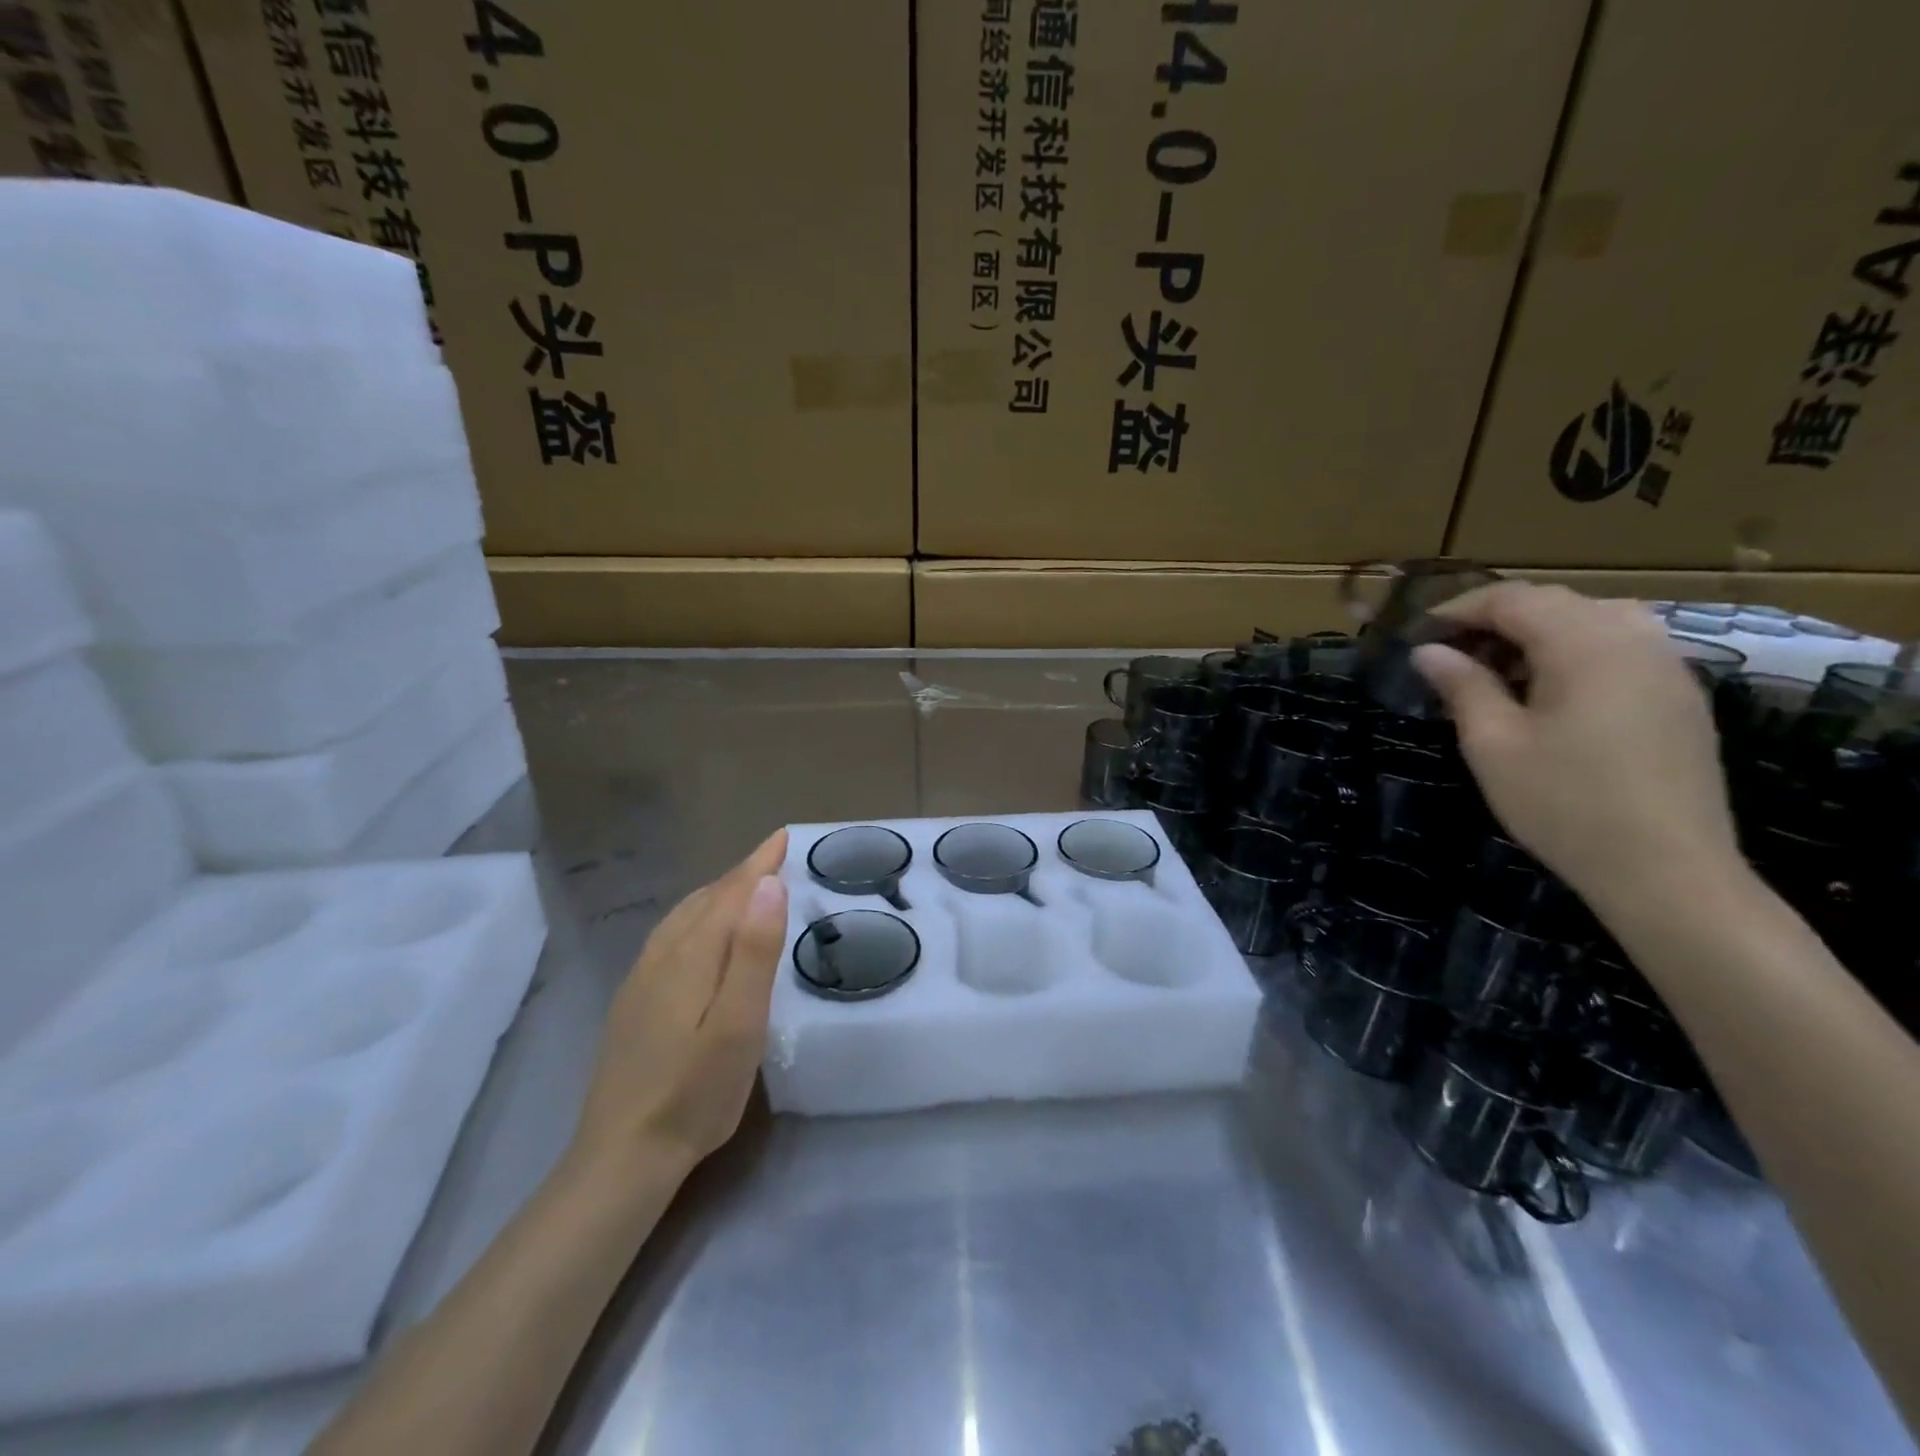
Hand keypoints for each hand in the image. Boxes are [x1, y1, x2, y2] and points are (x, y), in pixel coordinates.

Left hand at [569, 830, 789, 1177]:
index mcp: (691, 954)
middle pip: (707, 898)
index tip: (784, 837)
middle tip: (776, 858)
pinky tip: (701, 934)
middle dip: (742, 874)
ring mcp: (642, 978)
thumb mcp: (739, 1024)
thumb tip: (770, 884)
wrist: (623, 1155)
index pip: (731, 892)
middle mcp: (662, 955)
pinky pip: (671, 936)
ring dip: (718, 893)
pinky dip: (697, 917)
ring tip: (746, 886)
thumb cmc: (695, 1091)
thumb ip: (753, 952)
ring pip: (685, 916)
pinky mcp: (634, 1001)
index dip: (760, 863)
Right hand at [1413, 583, 1739, 916]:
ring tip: (1497, 672)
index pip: (1514, 599)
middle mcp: (1635, 640)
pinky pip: (1621, 649)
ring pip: (1594, 621)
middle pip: (1557, 603)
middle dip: (1497, 619)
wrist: (1667, 871)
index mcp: (1586, 644)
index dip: (1460, 609)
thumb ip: (1462, 686)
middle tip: (1451, 655)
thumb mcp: (1493, 744)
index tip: (1419, 635)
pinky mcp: (1680, 699)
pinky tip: (1548, 695)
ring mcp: (1668, 668)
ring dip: (1537, 634)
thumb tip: (1429, 651)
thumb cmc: (1564, 804)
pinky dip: (1573, 654)